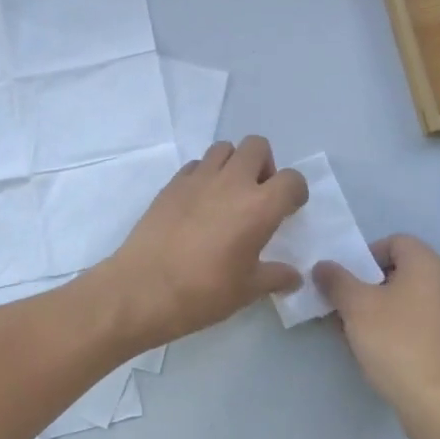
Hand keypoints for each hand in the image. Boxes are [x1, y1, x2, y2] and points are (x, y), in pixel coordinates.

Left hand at [95, 136, 308, 347]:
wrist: (144, 287)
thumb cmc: (203, 292)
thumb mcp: (247, 290)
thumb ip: (275, 277)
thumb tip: (293, 277)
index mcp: (259, 206)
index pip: (292, 179)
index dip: (295, 192)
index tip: (288, 210)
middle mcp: (232, 182)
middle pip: (257, 146)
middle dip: (264, 165)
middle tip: (258, 195)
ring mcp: (199, 178)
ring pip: (224, 148)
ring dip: (233, 164)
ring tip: (228, 195)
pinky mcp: (172, 183)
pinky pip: (196, 165)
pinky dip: (204, 175)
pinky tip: (199, 203)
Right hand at [315, 235, 439, 438]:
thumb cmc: (397, 343)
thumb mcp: (356, 306)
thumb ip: (336, 281)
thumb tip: (324, 267)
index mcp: (429, 266)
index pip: (395, 242)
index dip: (366, 255)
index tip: (347, 280)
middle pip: (401, 272)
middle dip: (368, 286)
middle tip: (344, 306)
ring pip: (408, 301)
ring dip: (379, 310)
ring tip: (354, 332)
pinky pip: (419, 325)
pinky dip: (397, 330)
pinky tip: (377, 353)